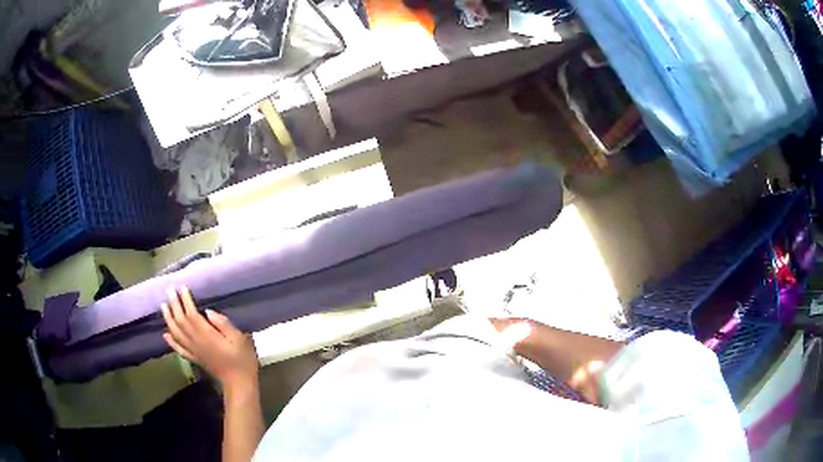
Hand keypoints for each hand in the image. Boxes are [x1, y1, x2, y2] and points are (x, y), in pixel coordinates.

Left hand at [162, 286, 258, 391]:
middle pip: (180, 321)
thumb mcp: (240, 339)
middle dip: (174, 304)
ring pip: (176, 333)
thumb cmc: (242, 359)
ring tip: (163, 306)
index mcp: (207, 335)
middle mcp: (196, 341)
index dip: (185, 300)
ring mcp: (193, 351)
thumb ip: (224, 324)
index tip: (182, 287)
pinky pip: (179, 349)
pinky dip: (171, 341)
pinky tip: (165, 334)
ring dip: (168, 318)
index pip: (191, 314)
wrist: (239, 383)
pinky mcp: (194, 359)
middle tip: (169, 290)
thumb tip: (209, 311)